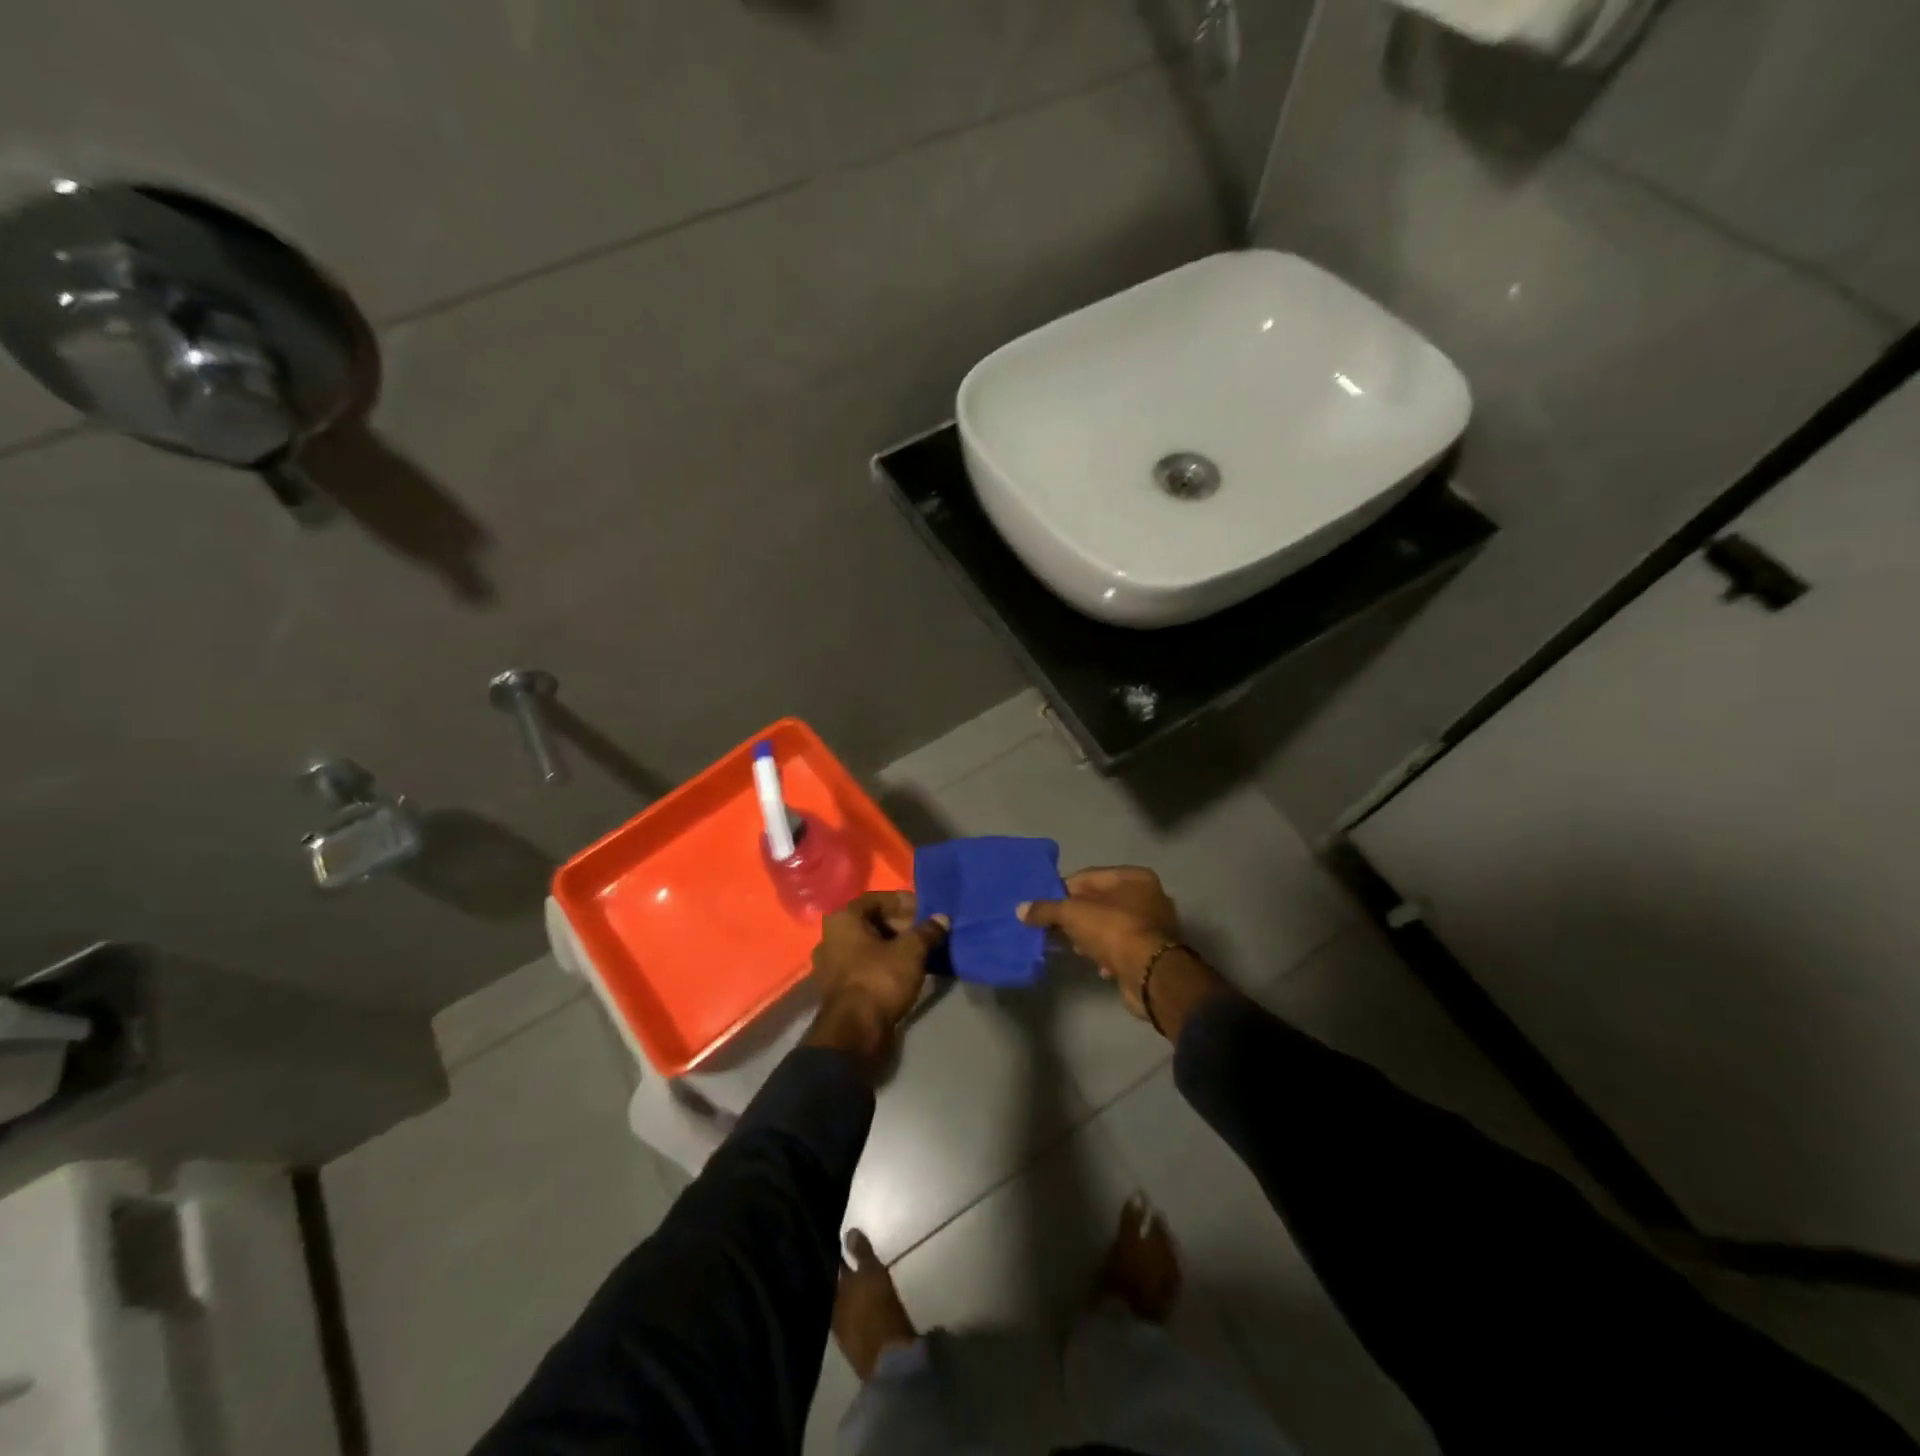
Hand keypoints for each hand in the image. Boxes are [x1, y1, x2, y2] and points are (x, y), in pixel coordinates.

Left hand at [805, 891, 948, 1073]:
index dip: (904, 902)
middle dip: (901, 925)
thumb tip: (942, 918)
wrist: (854, 1032)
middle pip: (871, 922)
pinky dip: (885, 964)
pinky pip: (865, 965)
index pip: (877, 899)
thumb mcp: (910, 951)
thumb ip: (927, 931)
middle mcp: (831, 937)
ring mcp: (831, 964)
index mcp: (842, 919)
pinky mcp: (839, 988)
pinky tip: (907, 971)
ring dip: (895, 946)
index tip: (926, 911)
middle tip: (927, 932)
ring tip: (922, 952)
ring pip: (869, 945)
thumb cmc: (879, 979)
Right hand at [1019, 867, 1180, 1019]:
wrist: (1151, 976)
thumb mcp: (1073, 914)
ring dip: (1089, 937)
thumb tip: (1020, 909)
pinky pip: (1121, 947)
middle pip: (1100, 901)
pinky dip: (1106, 954)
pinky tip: (1095, 965)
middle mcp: (1148, 896)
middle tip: (1054, 929)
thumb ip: (1046, 909)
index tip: (1044, 906)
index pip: (1088, 877)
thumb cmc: (1113, 931)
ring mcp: (1153, 925)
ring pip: (1110, 926)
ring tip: (1073, 948)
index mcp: (1133, 877)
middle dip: (1075, 916)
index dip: (1062, 890)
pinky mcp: (1152, 953)